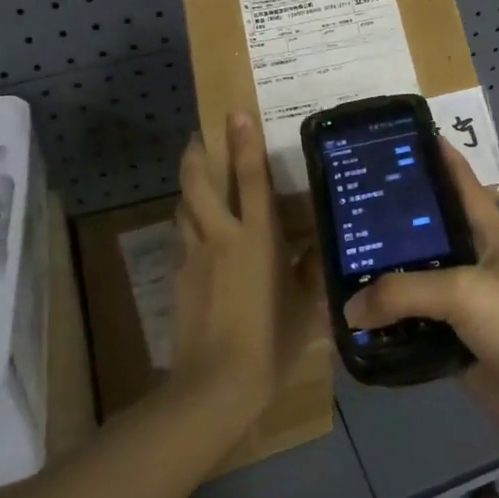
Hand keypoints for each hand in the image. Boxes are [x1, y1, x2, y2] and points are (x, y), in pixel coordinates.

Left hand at [168, 113, 324, 428]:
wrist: (214, 385)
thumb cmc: (270, 342)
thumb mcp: (305, 307)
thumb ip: (312, 272)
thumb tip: (320, 247)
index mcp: (256, 239)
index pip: (250, 179)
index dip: (243, 143)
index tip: (236, 112)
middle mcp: (220, 237)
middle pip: (197, 183)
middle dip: (196, 154)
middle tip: (201, 138)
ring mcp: (193, 257)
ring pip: (184, 208)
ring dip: (190, 189)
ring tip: (202, 185)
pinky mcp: (178, 278)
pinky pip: (183, 239)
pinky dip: (190, 226)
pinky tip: (202, 240)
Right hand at [343, 142, 498, 463]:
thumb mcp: (464, 291)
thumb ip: (402, 293)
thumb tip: (349, 309)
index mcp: (486, 234)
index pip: (459, 182)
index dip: (435, 156)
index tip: (396, 138)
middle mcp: (472, 264)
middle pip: (425, 235)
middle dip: (388, 223)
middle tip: (341, 211)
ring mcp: (464, 309)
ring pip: (413, 287)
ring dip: (379, 283)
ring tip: (333, 270)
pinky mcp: (454, 348)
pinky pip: (411, 332)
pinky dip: (385, 332)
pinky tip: (352, 329)